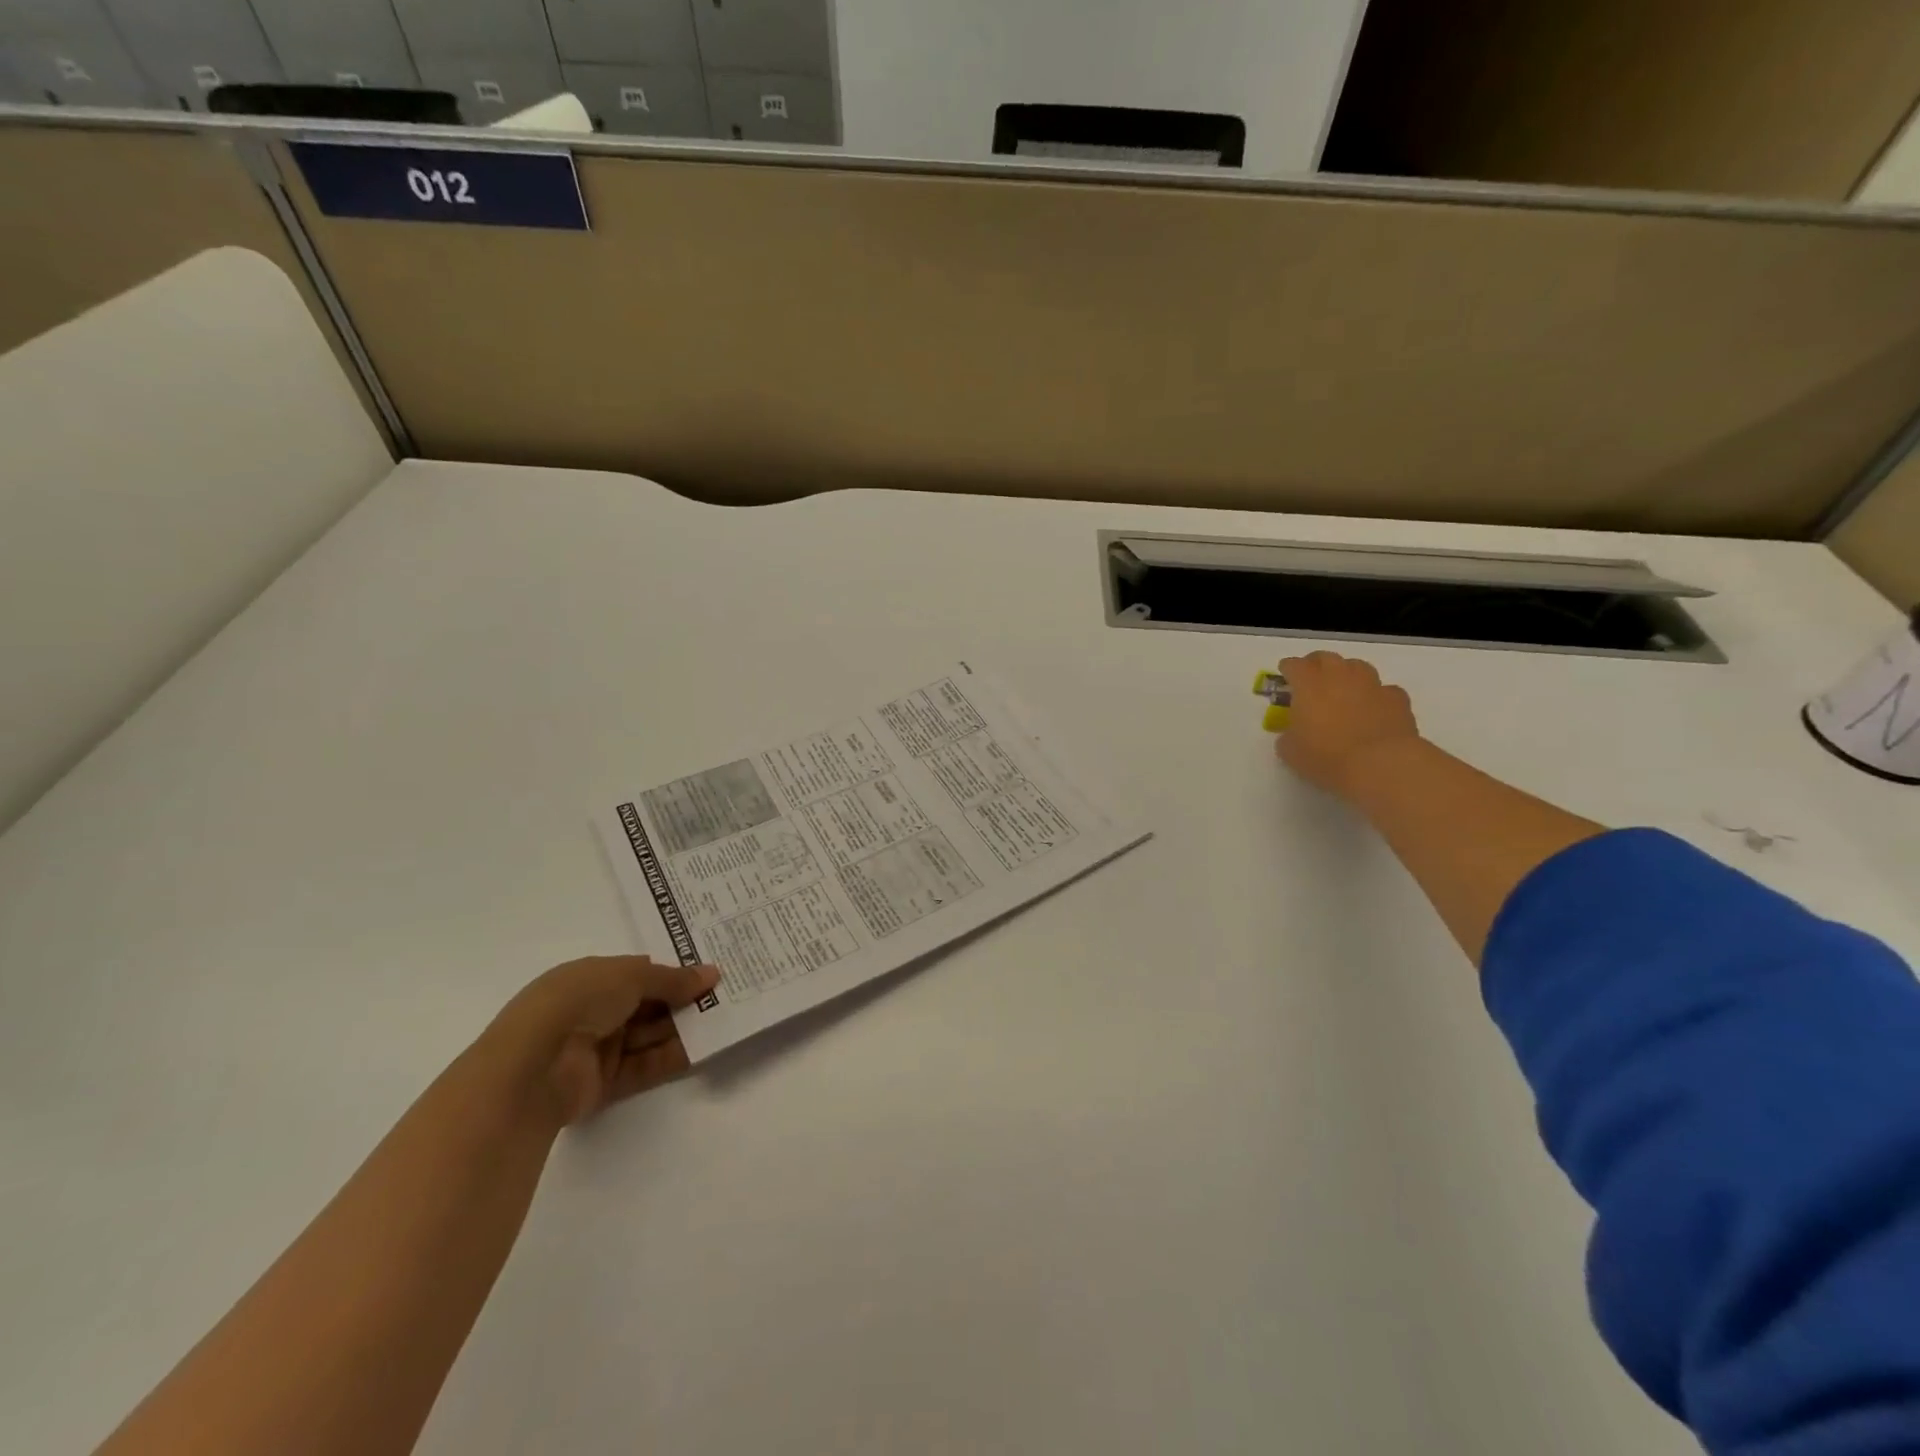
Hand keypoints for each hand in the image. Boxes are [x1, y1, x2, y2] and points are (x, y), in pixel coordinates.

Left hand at [486, 955, 720, 1125]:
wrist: (533, 1066)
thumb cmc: (577, 1002)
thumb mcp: (630, 976)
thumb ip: (672, 978)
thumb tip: (711, 973)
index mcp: (590, 979)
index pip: (638, 973)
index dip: (673, 973)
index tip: (708, 974)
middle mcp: (594, 1011)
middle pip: (647, 1005)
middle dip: (683, 1001)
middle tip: (725, 996)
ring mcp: (598, 1048)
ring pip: (649, 1036)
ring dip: (683, 1028)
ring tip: (723, 1020)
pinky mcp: (605, 1083)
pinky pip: (645, 1066)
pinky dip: (672, 1057)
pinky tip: (703, 1048)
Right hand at [1273, 651, 1421, 799]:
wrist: (1380, 764)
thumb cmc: (1326, 757)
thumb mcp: (1290, 752)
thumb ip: (1288, 736)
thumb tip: (1293, 734)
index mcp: (1308, 685)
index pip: (1294, 666)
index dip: (1288, 668)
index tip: (1285, 675)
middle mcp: (1339, 677)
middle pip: (1326, 658)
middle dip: (1316, 664)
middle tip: (1312, 678)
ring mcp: (1372, 685)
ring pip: (1357, 667)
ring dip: (1348, 674)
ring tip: (1344, 689)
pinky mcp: (1398, 699)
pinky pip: (1385, 690)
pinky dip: (1377, 695)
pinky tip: (1374, 708)